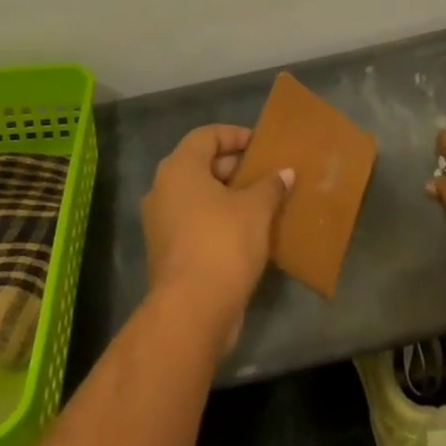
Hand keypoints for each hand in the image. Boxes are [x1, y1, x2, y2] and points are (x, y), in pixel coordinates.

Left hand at [141, 124, 295, 347]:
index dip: (234, 135)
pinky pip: (195, 222)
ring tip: (262, 200)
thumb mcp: (255, 209)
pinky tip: (248, 231)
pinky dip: (218, 220)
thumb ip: (270, 186)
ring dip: (227, 196)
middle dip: (234, 167)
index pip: (206, 136)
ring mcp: (161, 223)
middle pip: (200, 165)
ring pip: (198, 196)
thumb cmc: (223, 243)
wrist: (192, 310)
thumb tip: (285, 173)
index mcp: (179, 169)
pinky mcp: (168, 252)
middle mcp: (163, 190)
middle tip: (265, 172)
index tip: (260, 144)